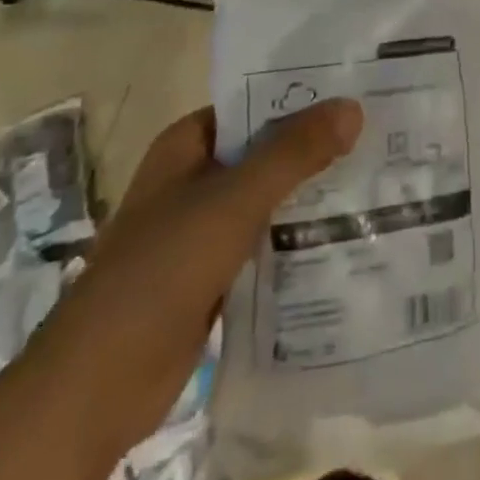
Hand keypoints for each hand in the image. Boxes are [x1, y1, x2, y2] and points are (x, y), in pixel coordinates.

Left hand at [41, 99, 362, 452]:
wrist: (97, 387)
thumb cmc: (161, 271)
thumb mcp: (234, 201)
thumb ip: (294, 153)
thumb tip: (353, 106)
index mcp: (187, 147)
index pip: (254, 104)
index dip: (301, 96)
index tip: (356, 92)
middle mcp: (194, 180)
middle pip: (266, 152)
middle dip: (317, 147)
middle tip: (382, 135)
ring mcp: (203, 231)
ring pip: (270, 199)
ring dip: (312, 195)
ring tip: (380, 180)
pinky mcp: (214, 277)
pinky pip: (266, 244)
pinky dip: (299, 239)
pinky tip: (348, 237)